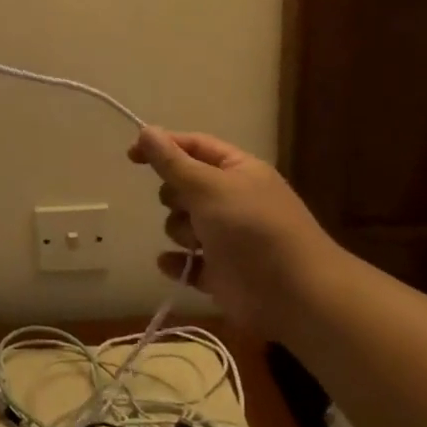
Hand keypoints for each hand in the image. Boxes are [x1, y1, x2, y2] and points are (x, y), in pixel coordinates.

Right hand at [127, 126, 337, 336]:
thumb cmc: (253, 229)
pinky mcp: (220, 272)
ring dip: (181, 231)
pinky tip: (177, 265)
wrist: (296, 296)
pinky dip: (179, 263)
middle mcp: (233, 200)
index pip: (194, 146)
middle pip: (184, 186)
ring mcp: (227, 238)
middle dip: (175, 197)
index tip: (131, 156)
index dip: (162, 147)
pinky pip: (186, 262)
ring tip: (197, 244)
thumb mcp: (208, 187)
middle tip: (187, 207)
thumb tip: (146, 131)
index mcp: (238, 171)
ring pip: (181, 224)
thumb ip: (172, 161)